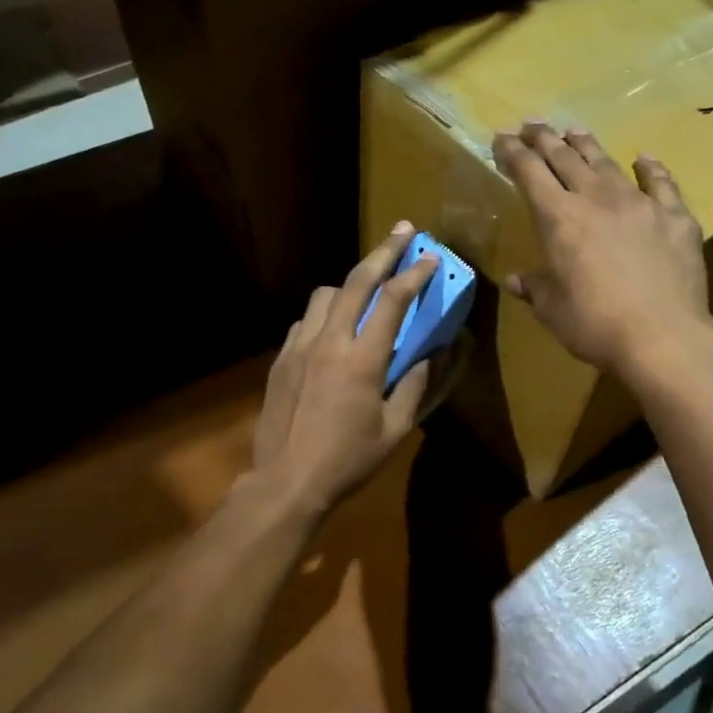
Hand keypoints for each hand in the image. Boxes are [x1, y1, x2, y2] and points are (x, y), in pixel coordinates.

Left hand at [251, 223, 438, 517]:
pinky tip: (332, 331)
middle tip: (403, 231)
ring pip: (324, 294)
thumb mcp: (395, 429)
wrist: (286, 481)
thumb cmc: (348, 460)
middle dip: (383, 251)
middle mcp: (329, 342)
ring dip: (349, 285)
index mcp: (362, 360)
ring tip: (365, 291)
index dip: (415, 274)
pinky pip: (305, 320)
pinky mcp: (280, 358)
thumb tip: (432, 353)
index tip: (432, 256)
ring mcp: (299, 347)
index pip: (393, 301)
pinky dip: (324, 314)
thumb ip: (415, 385)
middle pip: (356, 281)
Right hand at [492, 122, 712, 384]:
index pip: (529, 173)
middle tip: (532, 124)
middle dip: (544, 139)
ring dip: (586, 145)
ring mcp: (639, 204)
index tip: (501, 138)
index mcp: (559, 219)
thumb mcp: (552, 309)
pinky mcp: (675, 217)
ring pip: (607, 163)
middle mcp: (596, 199)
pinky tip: (644, 159)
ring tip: (573, 131)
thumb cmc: (595, 325)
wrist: (663, 337)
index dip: (513, 152)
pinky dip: (650, 168)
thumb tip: (516, 279)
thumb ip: (535, 287)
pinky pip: (660, 183)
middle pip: (565, 158)